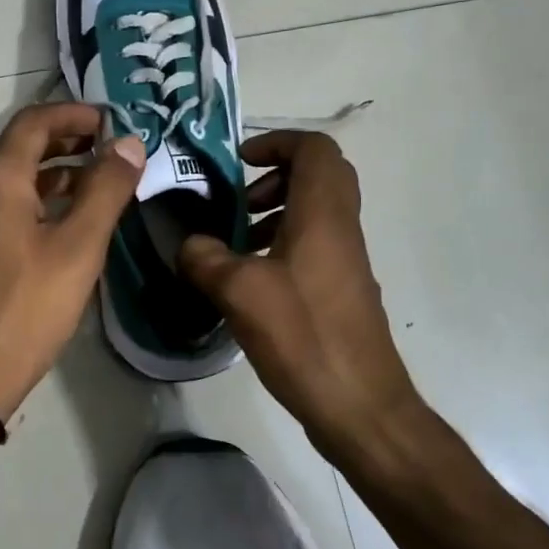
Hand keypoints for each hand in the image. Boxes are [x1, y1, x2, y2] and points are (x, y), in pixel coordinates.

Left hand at [0, 103, 145, 424]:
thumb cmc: (27, 307)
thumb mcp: (78, 246)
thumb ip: (106, 190)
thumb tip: (129, 142)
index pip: (33, 122)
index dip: (74, 113)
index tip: (113, 121)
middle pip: (23, 146)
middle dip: (68, 138)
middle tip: (113, 146)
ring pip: (17, 178)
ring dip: (58, 170)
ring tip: (102, 179)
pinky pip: (12, 205)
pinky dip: (44, 198)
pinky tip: (73, 219)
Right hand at [178, 130, 424, 461]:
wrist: (360, 405)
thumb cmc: (303, 335)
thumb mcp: (239, 292)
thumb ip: (204, 257)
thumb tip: (188, 244)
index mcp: (323, 213)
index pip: (314, 148)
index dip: (276, 142)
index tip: (238, 163)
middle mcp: (341, 227)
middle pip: (319, 174)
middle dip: (274, 175)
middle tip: (240, 200)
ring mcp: (346, 259)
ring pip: (316, 210)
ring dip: (276, 211)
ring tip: (236, 241)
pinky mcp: (341, 288)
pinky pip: (314, 243)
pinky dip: (283, 243)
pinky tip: (250, 280)